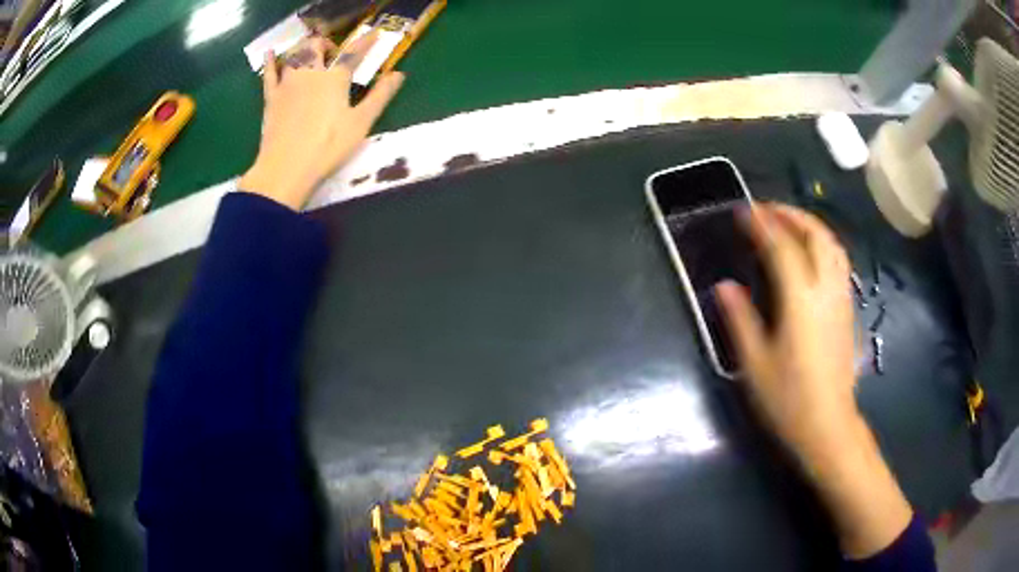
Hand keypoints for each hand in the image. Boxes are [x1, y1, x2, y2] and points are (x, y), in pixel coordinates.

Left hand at [240, 35, 404, 210]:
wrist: (286, 168)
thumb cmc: (328, 147)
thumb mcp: (361, 123)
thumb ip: (380, 96)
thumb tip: (399, 74)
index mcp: (335, 78)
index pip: (353, 52)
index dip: (365, 41)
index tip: (374, 33)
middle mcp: (310, 73)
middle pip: (317, 46)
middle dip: (326, 43)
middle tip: (332, 54)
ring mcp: (287, 83)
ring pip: (294, 54)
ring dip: (302, 49)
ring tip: (307, 56)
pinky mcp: (271, 97)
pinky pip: (269, 73)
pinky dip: (270, 62)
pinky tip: (270, 54)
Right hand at [715, 203, 857, 456]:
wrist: (829, 425)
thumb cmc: (789, 399)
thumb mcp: (755, 363)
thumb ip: (740, 319)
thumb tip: (724, 287)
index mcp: (801, 300)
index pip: (782, 247)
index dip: (762, 224)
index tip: (743, 211)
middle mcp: (826, 290)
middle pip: (815, 235)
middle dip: (790, 214)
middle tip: (766, 209)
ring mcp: (841, 298)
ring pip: (832, 245)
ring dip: (809, 225)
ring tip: (788, 222)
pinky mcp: (848, 309)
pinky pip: (838, 261)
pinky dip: (822, 243)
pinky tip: (810, 252)